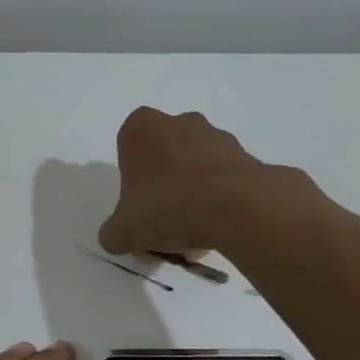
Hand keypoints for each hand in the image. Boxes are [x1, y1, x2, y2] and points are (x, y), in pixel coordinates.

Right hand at [99, 107, 287, 256]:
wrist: (237, 209)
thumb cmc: (167, 208)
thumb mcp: (122, 232)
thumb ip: (112, 233)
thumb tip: (117, 236)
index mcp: (141, 129)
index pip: (127, 153)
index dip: (131, 186)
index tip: (138, 211)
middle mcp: (179, 122)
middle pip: (163, 161)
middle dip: (163, 191)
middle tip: (164, 227)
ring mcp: (216, 136)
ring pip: (194, 171)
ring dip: (191, 198)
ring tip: (194, 237)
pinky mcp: (246, 155)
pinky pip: (223, 180)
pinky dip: (218, 202)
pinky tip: (217, 231)